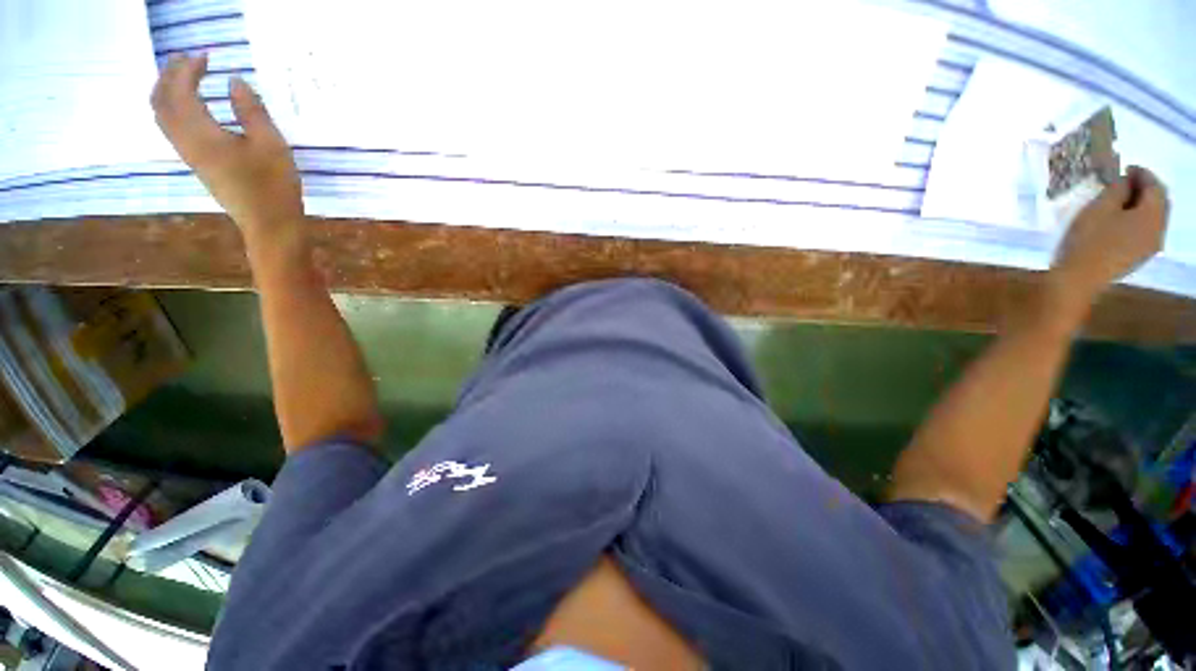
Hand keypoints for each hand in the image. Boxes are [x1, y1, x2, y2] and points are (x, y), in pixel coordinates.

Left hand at [151, 54, 302, 237]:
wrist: (269, 225)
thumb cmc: (273, 186)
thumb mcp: (271, 145)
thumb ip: (251, 111)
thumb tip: (235, 81)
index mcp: (202, 134)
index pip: (181, 91)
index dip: (188, 69)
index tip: (207, 55)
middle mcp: (186, 142)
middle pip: (161, 101)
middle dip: (170, 75)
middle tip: (189, 59)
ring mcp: (190, 155)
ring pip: (163, 115)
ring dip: (168, 90)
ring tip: (186, 76)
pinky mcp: (198, 164)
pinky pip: (172, 128)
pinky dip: (174, 108)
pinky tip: (191, 105)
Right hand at [1050, 166, 1169, 300]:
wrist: (1079, 279)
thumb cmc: (1088, 240)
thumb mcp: (1099, 207)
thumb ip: (1117, 190)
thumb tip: (1125, 181)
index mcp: (1152, 215)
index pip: (1155, 186)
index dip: (1142, 173)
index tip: (1124, 167)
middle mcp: (1159, 229)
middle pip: (1160, 202)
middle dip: (1145, 189)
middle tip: (1125, 181)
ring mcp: (1150, 246)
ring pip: (1154, 218)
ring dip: (1142, 205)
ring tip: (1122, 200)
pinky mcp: (1139, 256)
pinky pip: (1146, 231)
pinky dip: (1139, 219)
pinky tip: (1123, 220)